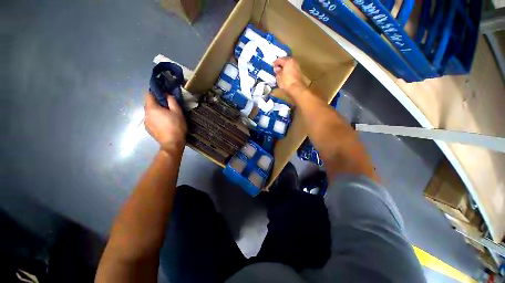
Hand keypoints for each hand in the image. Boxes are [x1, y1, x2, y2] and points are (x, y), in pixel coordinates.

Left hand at [144, 93, 186, 152]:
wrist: (172, 143)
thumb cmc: (176, 126)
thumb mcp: (178, 112)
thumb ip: (172, 101)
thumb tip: (167, 94)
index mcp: (151, 108)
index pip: (149, 94)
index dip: (156, 92)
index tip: (164, 94)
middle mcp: (145, 114)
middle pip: (149, 104)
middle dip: (157, 103)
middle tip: (169, 107)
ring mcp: (145, 122)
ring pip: (150, 113)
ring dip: (157, 112)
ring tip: (167, 117)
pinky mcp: (148, 129)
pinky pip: (151, 120)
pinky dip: (156, 119)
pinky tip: (164, 124)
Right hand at [274, 57, 306, 93]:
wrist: (296, 89)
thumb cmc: (286, 82)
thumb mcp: (279, 77)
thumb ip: (277, 71)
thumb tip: (277, 68)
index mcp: (288, 61)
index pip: (279, 59)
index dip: (275, 63)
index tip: (272, 66)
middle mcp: (294, 61)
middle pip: (286, 61)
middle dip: (281, 64)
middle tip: (276, 69)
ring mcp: (298, 67)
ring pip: (289, 65)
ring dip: (285, 68)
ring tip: (280, 73)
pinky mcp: (299, 73)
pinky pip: (292, 70)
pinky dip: (288, 71)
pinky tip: (285, 75)